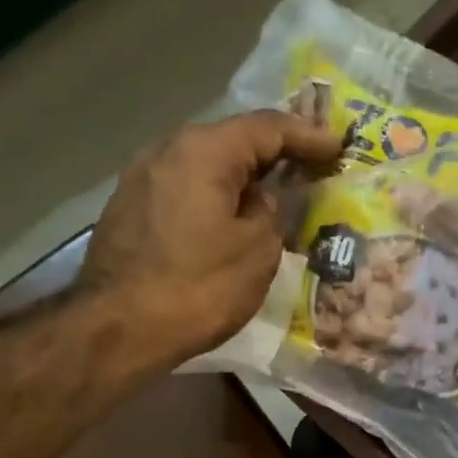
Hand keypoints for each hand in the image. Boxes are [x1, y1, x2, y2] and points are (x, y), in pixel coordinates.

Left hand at [76, 111, 342, 364]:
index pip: (267, 127)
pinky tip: (230, 220)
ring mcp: (141, 179)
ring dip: (242, 179)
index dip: (308, 136)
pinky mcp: (129, 209)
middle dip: (274, 155)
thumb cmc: (197, 289)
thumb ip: (272, 213)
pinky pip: (186, 190)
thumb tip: (263, 200)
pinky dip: (215, 197)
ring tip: (275, 197)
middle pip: (232, 141)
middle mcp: (167, 150)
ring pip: (206, 167)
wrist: (118, 329)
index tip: (339, 147)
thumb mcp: (256, 252)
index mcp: (203, 150)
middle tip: (311, 168)